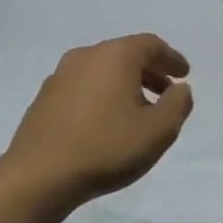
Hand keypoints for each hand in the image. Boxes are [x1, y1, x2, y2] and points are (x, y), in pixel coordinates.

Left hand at [0, 34, 194, 210]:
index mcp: (115, 56)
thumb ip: (178, 104)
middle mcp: (85, 57)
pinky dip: (102, 95)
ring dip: (125, 84)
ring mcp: (59, 77)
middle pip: (125, 54)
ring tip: (139, 111)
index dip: (172, 58)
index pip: (151, 45)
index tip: (184, 75)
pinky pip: (83, 87)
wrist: (38, 177)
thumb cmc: (106, 147)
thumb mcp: (159, 130)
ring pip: (102, 71)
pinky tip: (107, 122)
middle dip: (150, 71)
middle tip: (166, 92)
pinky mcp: (43, 99)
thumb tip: (180, 88)